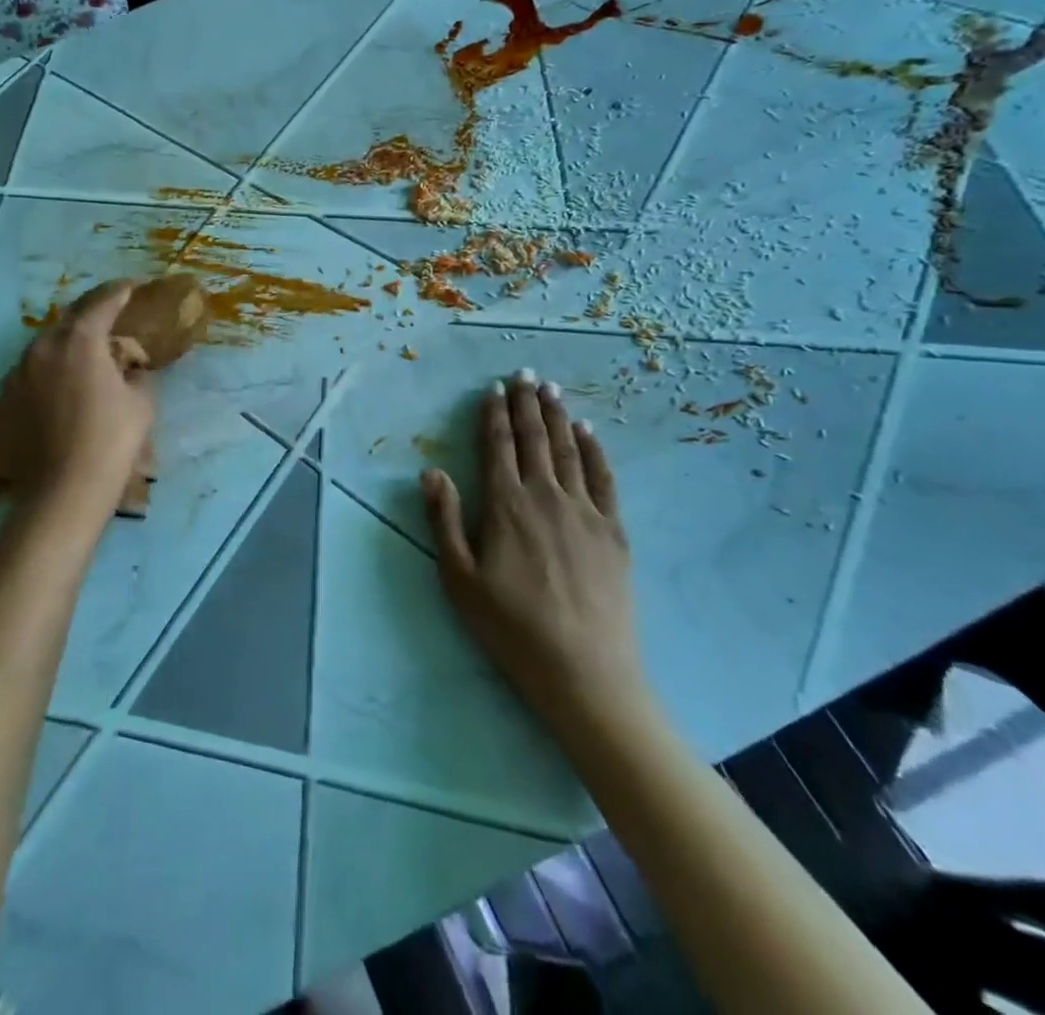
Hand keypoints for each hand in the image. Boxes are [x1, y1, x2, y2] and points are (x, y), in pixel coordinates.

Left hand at [0, 279, 155, 511]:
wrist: (62, 494)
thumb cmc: (111, 442)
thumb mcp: (141, 403)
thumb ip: (135, 374)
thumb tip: (129, 367)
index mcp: (78, 342)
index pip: (100, 303)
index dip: (117, 292)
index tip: (128, 287)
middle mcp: (39, 350)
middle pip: (65, 324)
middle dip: (87, 320)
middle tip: (105, 325)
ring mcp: (12, 379)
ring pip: (39, 354)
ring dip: (60, 354)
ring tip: (77, 370)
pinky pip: (22, 386)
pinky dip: (38, 387)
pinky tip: (50, 405)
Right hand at [422, 370, 646, 735]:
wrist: (583, 672)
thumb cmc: (511, 628)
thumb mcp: (459, 578)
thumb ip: (444, 520)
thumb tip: (431, 471)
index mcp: (506, 506)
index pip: (497, 447)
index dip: (494, 415)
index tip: (493, 389)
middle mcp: (546, 496)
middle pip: (534, 439)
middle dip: (526, 404)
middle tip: (524, 372)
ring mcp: (585, 511)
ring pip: (568, 451)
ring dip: (558, 417)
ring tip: (551, 389)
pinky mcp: (613, 531)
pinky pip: (604, 478)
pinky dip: (594, 450)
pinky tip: (589, 432)